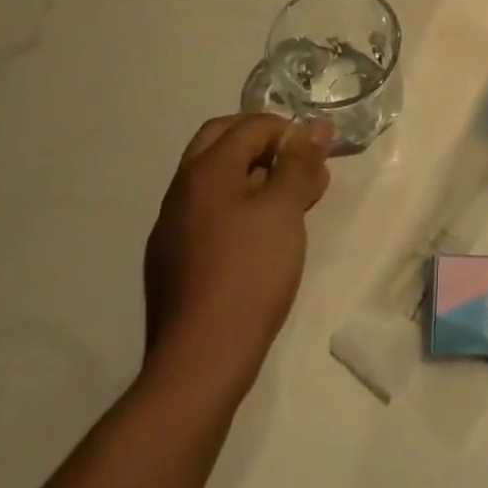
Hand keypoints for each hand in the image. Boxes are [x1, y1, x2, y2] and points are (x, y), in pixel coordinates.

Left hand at [142, 114, 331, 390]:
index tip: (316, 157)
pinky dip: (236, 205)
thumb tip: (315, 128)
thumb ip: (300, 164)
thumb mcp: (285, 211)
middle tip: (297, 164)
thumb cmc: (249, 273)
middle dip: (263, 144)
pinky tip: (259, 236)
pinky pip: (207, 212)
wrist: (200, 362)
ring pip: (214, 178)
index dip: (288, 131)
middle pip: (222, 141)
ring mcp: (171, 227)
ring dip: (251, 175)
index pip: (250, 125)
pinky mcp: (171, 260)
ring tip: (288, 202)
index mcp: (206, 171)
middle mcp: (181, 190)